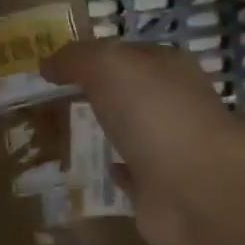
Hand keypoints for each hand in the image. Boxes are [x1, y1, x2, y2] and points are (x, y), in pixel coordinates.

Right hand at [42, 39, 244, 244]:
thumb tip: (48, 63)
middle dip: (99, 95)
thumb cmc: (155, 114)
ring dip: (108, 132)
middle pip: (131, 94)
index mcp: (169, 69)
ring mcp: (170, 150)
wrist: (196, 188)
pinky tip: (97, 169)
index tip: (56, 66)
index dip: (94, 55)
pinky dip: (118, 172)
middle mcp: (174, 106)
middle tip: (53, 101)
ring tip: (66, 134)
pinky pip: (134, 176)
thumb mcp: (109, 67)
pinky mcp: (161, 190)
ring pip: (132, 134)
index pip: (128, 53)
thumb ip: (77, 59)